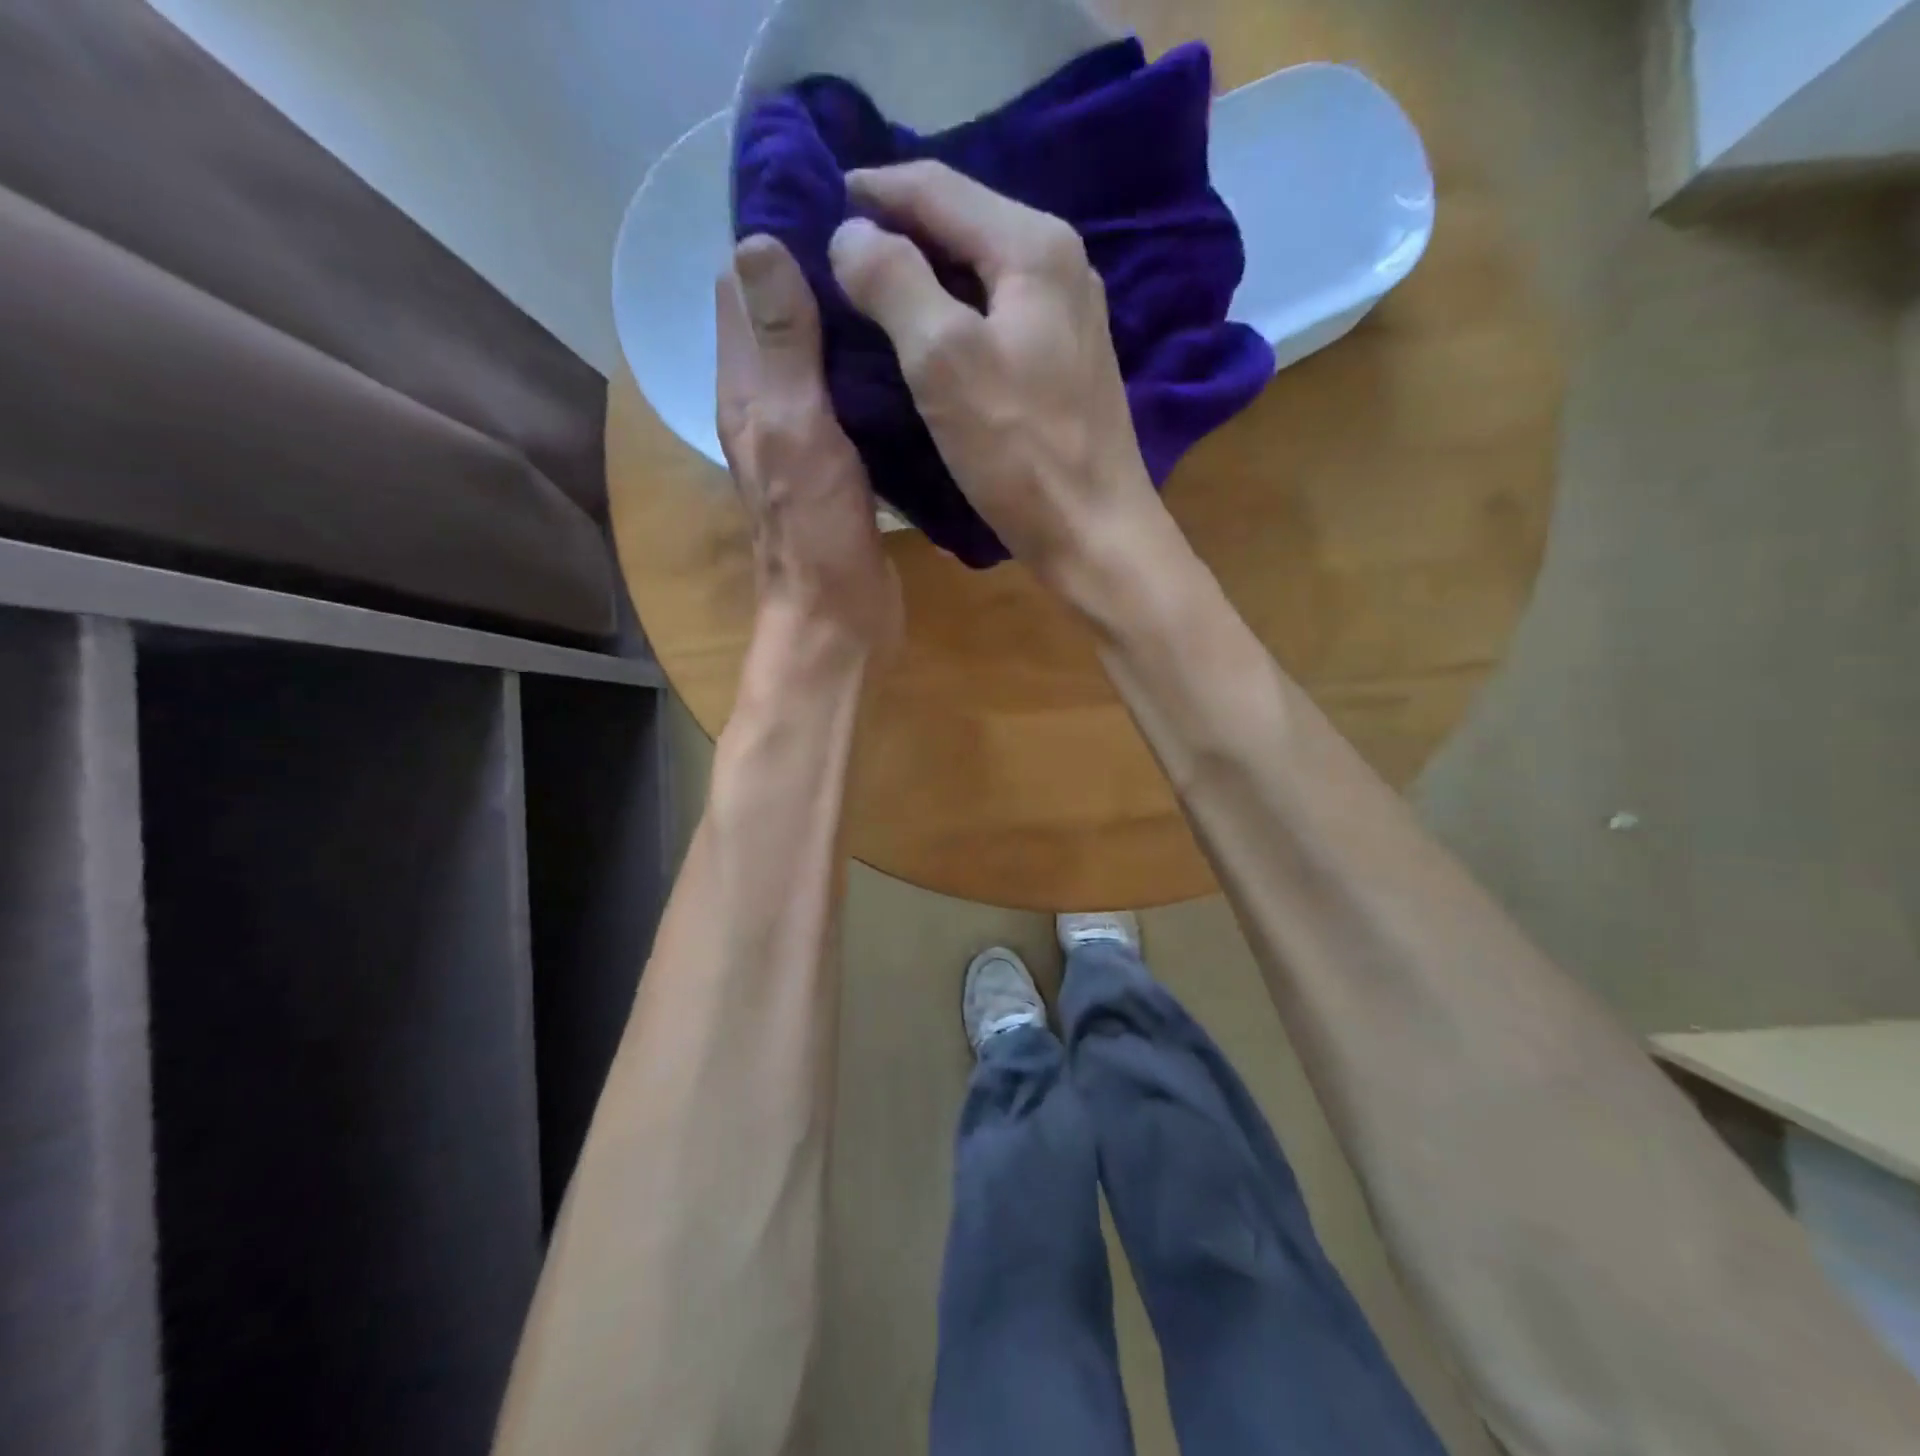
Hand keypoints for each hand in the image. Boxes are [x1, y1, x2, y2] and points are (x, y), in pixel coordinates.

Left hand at [717, 236, 902, 659]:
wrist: (837, 620)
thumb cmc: (815, 532)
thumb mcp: (796, 429)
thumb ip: (781, 345)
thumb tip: (755, 239)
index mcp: (746, 391)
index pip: (741, 288)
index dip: (775, 236)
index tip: (834, 199)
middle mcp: (768, 407)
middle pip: (784, 320)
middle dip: (821, 274)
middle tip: (887, 238)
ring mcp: (806, 439)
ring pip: (821, 360)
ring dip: (851, 323)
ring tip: (905, 284)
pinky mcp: (841, 467)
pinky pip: (851, 401)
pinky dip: (872, 372)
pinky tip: (912, 357)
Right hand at [827, 161, 1166, 593]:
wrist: (1094, 533)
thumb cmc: (1020, 452)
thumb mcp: (944, 360)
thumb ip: (894, 282)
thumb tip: (850, 232)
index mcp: (1033, 247)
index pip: (938, 187)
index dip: (872, 190)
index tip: (813, 200)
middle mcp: (1060, 265)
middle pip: (962, 222)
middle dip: (897, 227)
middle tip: (833, 248)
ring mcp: (1067, 316)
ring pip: (978, 270)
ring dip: (923, 272)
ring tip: (867, 289)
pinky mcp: (1064, 362)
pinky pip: (995, 313)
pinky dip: (951, 313)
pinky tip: (923, 336)